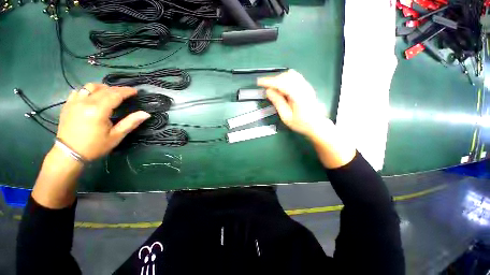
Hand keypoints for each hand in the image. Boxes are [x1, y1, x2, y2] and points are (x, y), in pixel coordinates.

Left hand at [56, 83, 149, 160]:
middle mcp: (85, 102)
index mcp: (98, 110)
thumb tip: (146, 114)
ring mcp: (74, 102)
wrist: (69, 153)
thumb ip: (131, 123)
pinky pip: (79, 91)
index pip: (115, 95)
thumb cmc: (95, 146)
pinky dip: (88, 91)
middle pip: (104, 89)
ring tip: (110, 93)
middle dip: (117, 89)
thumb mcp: (116, 136)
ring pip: (90, 87)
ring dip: (103, 88)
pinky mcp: (67, 105)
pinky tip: (93, 97)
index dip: (126, 91)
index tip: (135, 91)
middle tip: (127, 93)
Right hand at [257, 69, 332, 138]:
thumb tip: (268, 91)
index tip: (259, 82)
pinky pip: (295, 77)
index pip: (282, 84)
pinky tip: (282, 87)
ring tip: (273, 87)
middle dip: (274, 80)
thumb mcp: (286, 117)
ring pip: (291, 74)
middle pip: (286, 76)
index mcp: (298, 96)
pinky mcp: (307, 86)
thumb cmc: (301, 123)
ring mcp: (307, 85)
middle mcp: (304, 87)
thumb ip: (278, 103)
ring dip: (279, 78)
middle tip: (265, 87)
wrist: (317, 124)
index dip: (270, 81)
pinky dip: (285, 79)